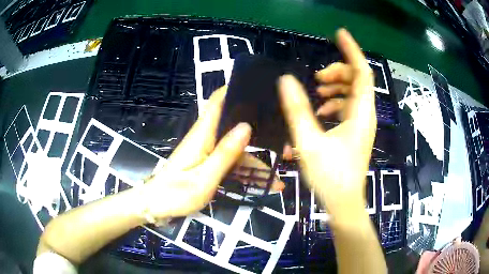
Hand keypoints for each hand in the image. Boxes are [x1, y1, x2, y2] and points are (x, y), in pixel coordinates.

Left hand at [142, 87, 283, 218]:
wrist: (157, 206)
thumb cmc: (175, 194)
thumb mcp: (204, 178)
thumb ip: (224, 154)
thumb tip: (246, 127)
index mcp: (203, 135)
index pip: (218, 102)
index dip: (236, 90)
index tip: (260, 89)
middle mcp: (207, 138)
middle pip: (236, 126)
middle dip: (260, 130)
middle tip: (285, 139)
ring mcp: (209, 152)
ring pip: (239, 149)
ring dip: (259, 161)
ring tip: (280, 175)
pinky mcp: (210, 164)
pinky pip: (234, 163)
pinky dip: (249, 172)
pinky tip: (266, 184)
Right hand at [278, 28, 375, 219]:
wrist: (343, 203)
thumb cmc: (330, 177)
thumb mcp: (309, 142)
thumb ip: (297, 110)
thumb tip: (285, 80)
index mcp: (360, 113)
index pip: (361, 72)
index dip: (352, 50)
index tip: (339, 33)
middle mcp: (365, 114)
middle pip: (357, 80)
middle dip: (337, 71)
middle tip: (316, 77)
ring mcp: (361, 123)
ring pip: (352, 93)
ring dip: (335, 86)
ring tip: (316, 91)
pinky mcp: (355, 131)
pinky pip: (348, 106)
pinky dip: (335, 101)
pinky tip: (321, 109)